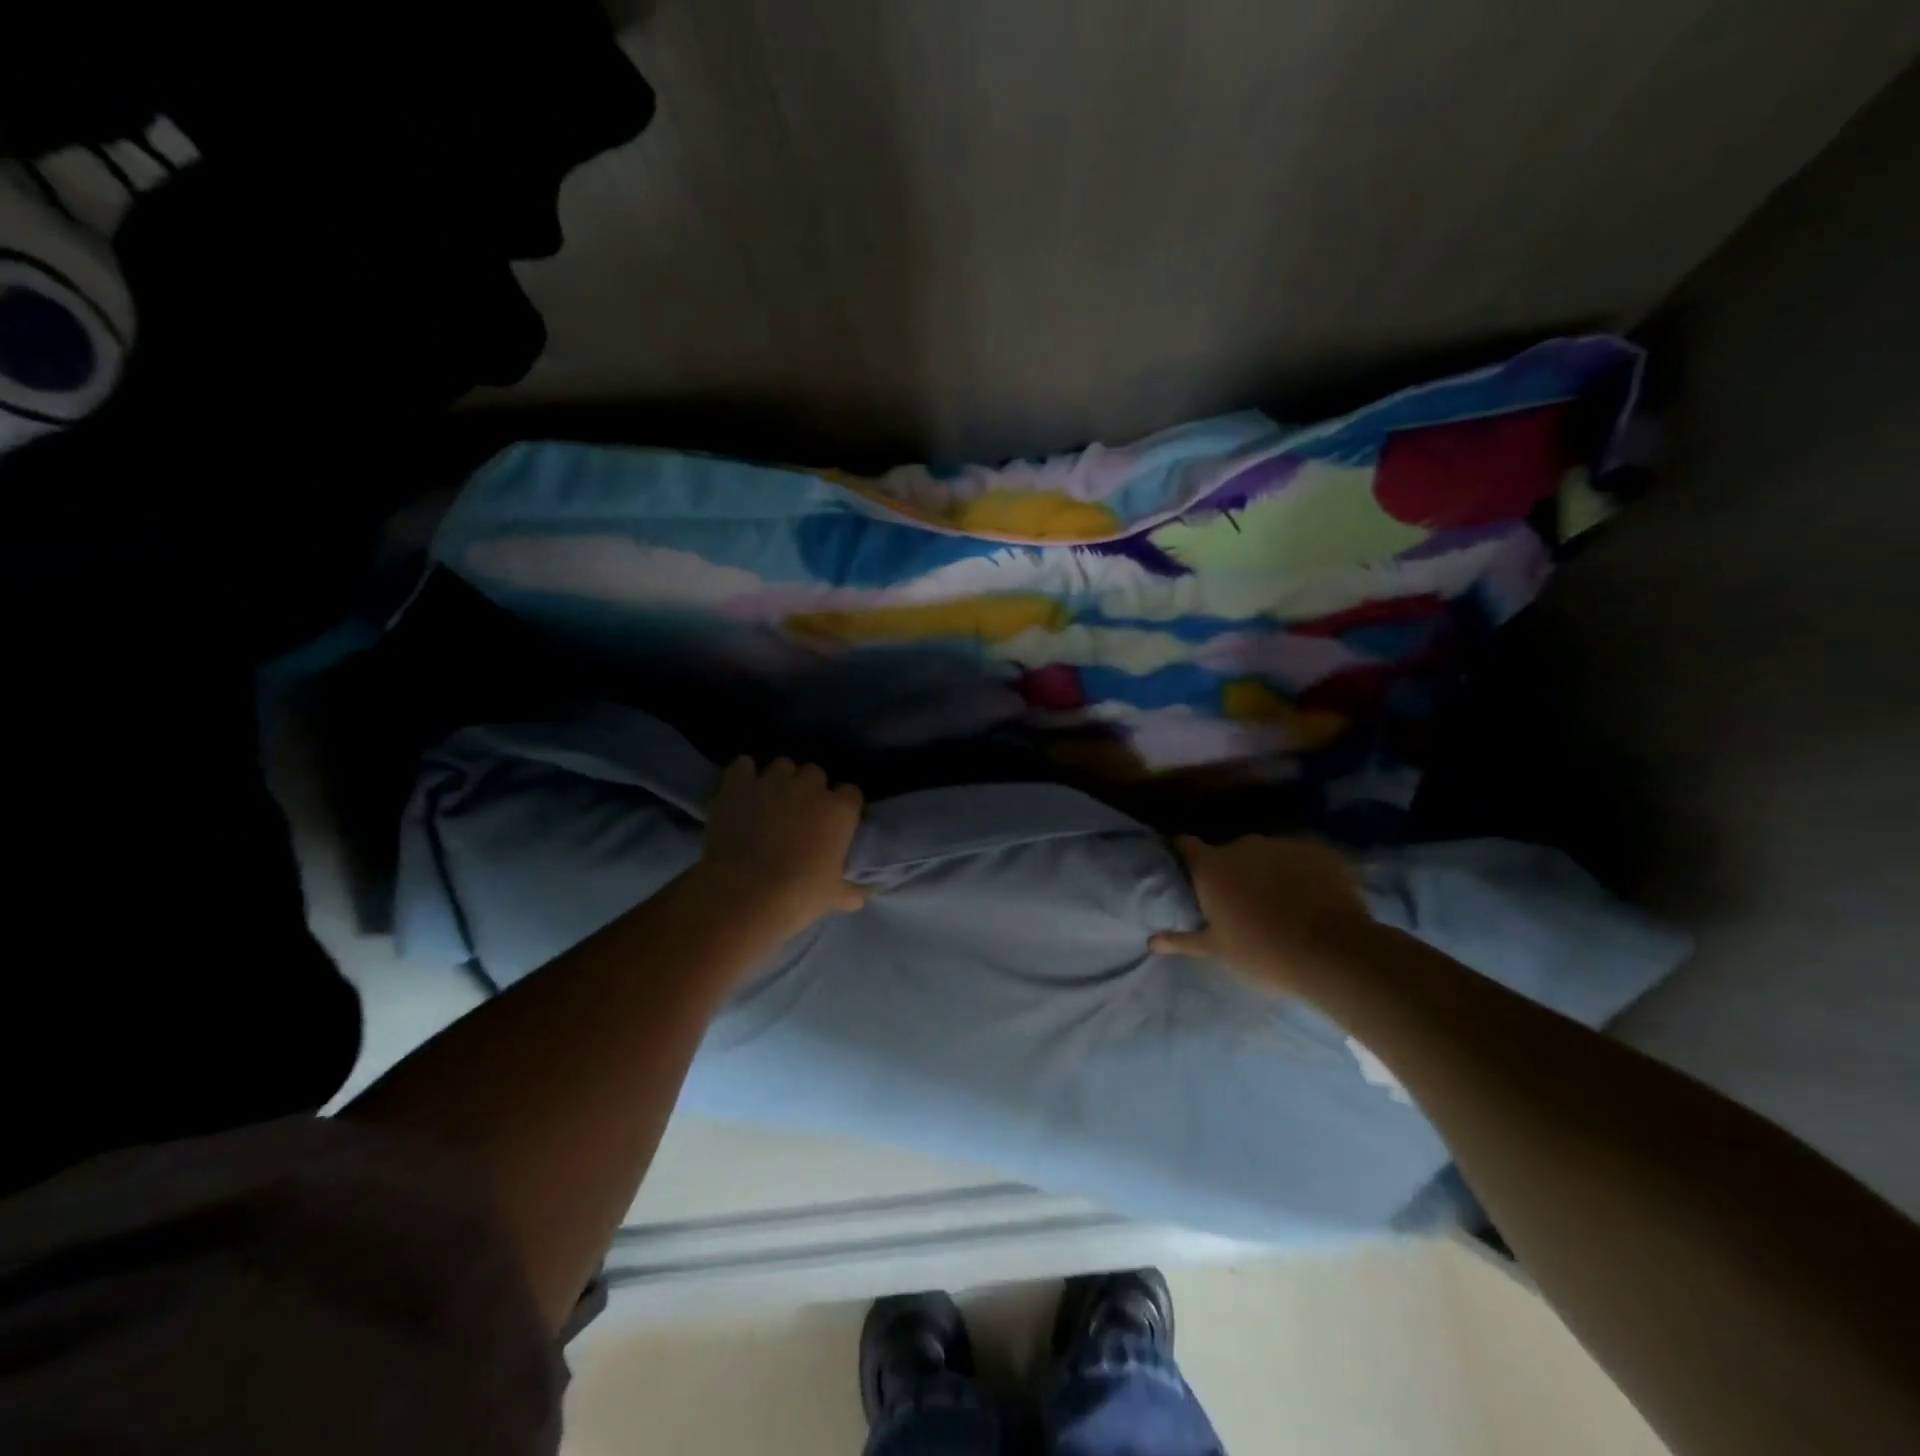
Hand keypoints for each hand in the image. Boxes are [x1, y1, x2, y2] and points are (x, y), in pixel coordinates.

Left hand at [696, 756, 866, 941]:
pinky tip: (743, 790)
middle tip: (800, 812)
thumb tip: (862, 896)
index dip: (842, 805)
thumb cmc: (798, 896)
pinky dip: (744, 774)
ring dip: (780, 779)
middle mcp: (810, 787)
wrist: (745, 895)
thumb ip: (851, 891)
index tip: (835, 821)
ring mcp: (773, 781)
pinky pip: (743, 764)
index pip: (851, 792)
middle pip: (816, 773)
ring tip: (770, 799)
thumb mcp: (833, 897)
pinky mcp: (738, 784)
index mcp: (840, 810)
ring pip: (782, 765)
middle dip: (810, 788)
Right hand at [1150, 834, 1373, 994]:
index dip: (1184, 854)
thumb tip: (1151, 941)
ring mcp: (1282, 844)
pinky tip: (1311, 898)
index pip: (1185, 844)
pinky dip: (1301, 872)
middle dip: (1232, 871)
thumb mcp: (1217, 950)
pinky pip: (1301, 857)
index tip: (1187, 870)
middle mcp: (1243, 845)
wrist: (1335, 953)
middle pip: (1228, 852)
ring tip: (1281, 902)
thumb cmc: (1263, 952)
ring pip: (1266, 855)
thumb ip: (1182, 940)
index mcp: (1211, 867)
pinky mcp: (1319, 850)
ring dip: (1267, 871)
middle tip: (1240, 902)